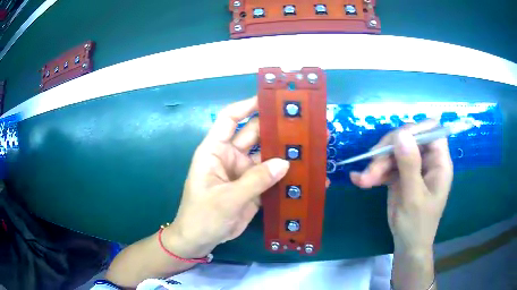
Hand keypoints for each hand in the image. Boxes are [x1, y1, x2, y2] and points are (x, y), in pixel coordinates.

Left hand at [166, 97, 289, 257]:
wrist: (200, 240)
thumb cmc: (202, 216)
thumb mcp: (226, 199)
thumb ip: (255, 181)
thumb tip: (285, 162)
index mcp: (215, 150)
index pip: (230, 118)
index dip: (248, 106)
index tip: (271, 99)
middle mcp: (231, 156)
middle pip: (255, 134)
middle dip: (276, 128)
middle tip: (303, 122)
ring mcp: (244, 172)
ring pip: (267, 156)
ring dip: (285, 152)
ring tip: (310, 146)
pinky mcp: (254, 187)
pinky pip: (272, 177)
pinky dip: (286, 175)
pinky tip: (304, 173)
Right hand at [350, 121, 452, 251]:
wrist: (407, 245)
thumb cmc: (417, 224)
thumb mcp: (414, 196)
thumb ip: (409, 165)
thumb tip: (401, 133)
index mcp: (439, 162)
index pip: (431, 131)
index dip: (415, 130)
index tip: (396, 141)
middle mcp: (426, 160)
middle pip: (408, 139)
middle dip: (388, 151)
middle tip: (371, 166)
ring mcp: (413, 167)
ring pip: (393, 152)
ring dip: (377, 164)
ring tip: (363, 180)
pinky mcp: (400, 175)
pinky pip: (386, 165)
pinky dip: (374, 172)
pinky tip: (360, 180)